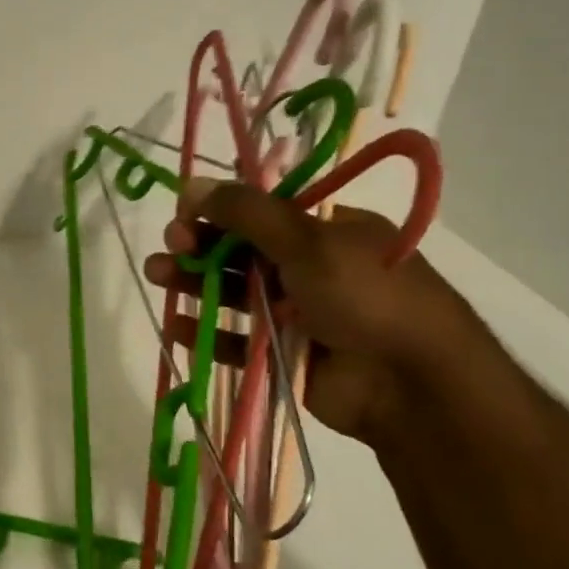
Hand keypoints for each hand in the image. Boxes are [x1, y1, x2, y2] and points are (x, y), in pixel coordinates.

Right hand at [142, 175, 485, 441]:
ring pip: (232, 292)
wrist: (412, 384)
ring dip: (193, 281)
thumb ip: (246, 213)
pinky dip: (206, 332)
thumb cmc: (366, 294)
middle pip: (241, 251)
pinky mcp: (282, 354)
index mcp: (325, 232)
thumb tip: (191, 184)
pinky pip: (235, 339)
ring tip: (156, 275)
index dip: (221, 210)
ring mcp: (295, 313)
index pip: (262, 212)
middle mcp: (309, 268)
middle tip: (170, 244)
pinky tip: (176, 325)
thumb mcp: (308, 240)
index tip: (186, 211)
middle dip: (201, 245)